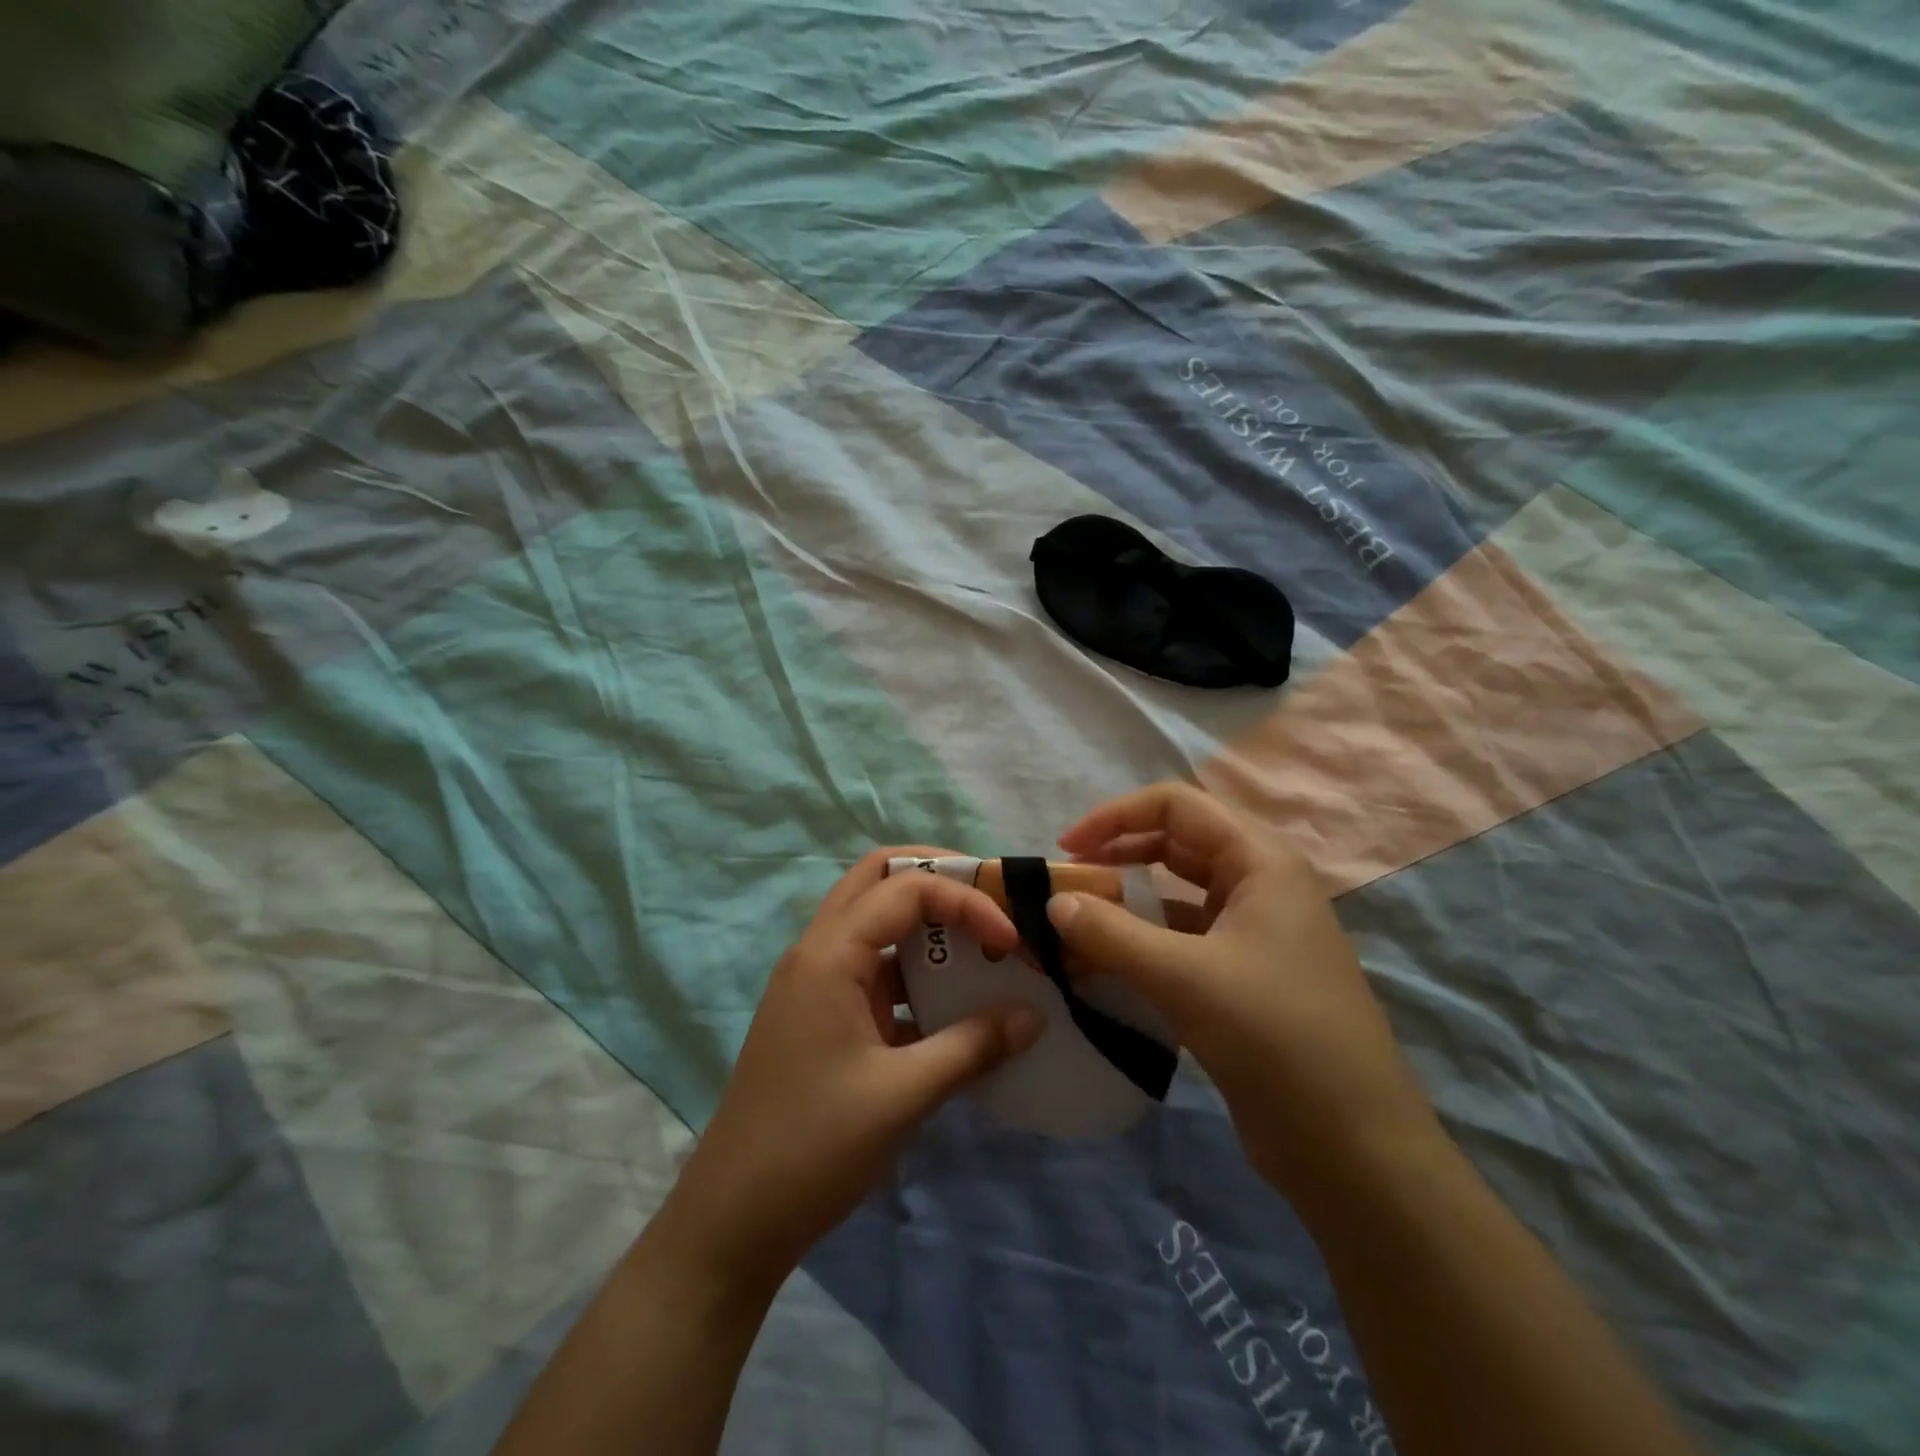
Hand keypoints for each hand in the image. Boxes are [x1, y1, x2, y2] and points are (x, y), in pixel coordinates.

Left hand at [660, 847, 1043, 1294]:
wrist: (732, 1220)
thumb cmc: (814, 1147)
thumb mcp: (903, 1095)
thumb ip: (972, 1046)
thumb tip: (1032, 1015)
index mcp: (830, 954)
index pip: (905, 888)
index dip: (965, 901)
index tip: (1009, 941)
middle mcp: (818, 951)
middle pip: (877, 878)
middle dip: (938, 878)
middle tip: (991, 900)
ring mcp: (816, 983)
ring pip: (874, 920)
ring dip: (926, 924)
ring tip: (981, 946)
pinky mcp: (821, 1015)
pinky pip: (873, 968)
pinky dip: (913, 970)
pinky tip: (952, 1005)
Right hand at [1049, 783, 1439, 1194]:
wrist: (1352, 1146)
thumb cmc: (1274, 1036)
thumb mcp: (1184, 977)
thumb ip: (1111, 933)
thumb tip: (1052, 902)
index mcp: (1260, 861)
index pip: (1176, 805)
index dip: (1116, 816)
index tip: (1067, 848)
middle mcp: (1259, 885)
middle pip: (1176, 844)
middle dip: (1118, 854)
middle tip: (1067, 884)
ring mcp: (1254, 932)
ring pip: (1177, 894)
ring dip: (1127, 901)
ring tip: (1077, 923)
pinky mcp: (1243, 976)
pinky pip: (1182, 939)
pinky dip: (1142, 942)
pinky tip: (1106, 965)